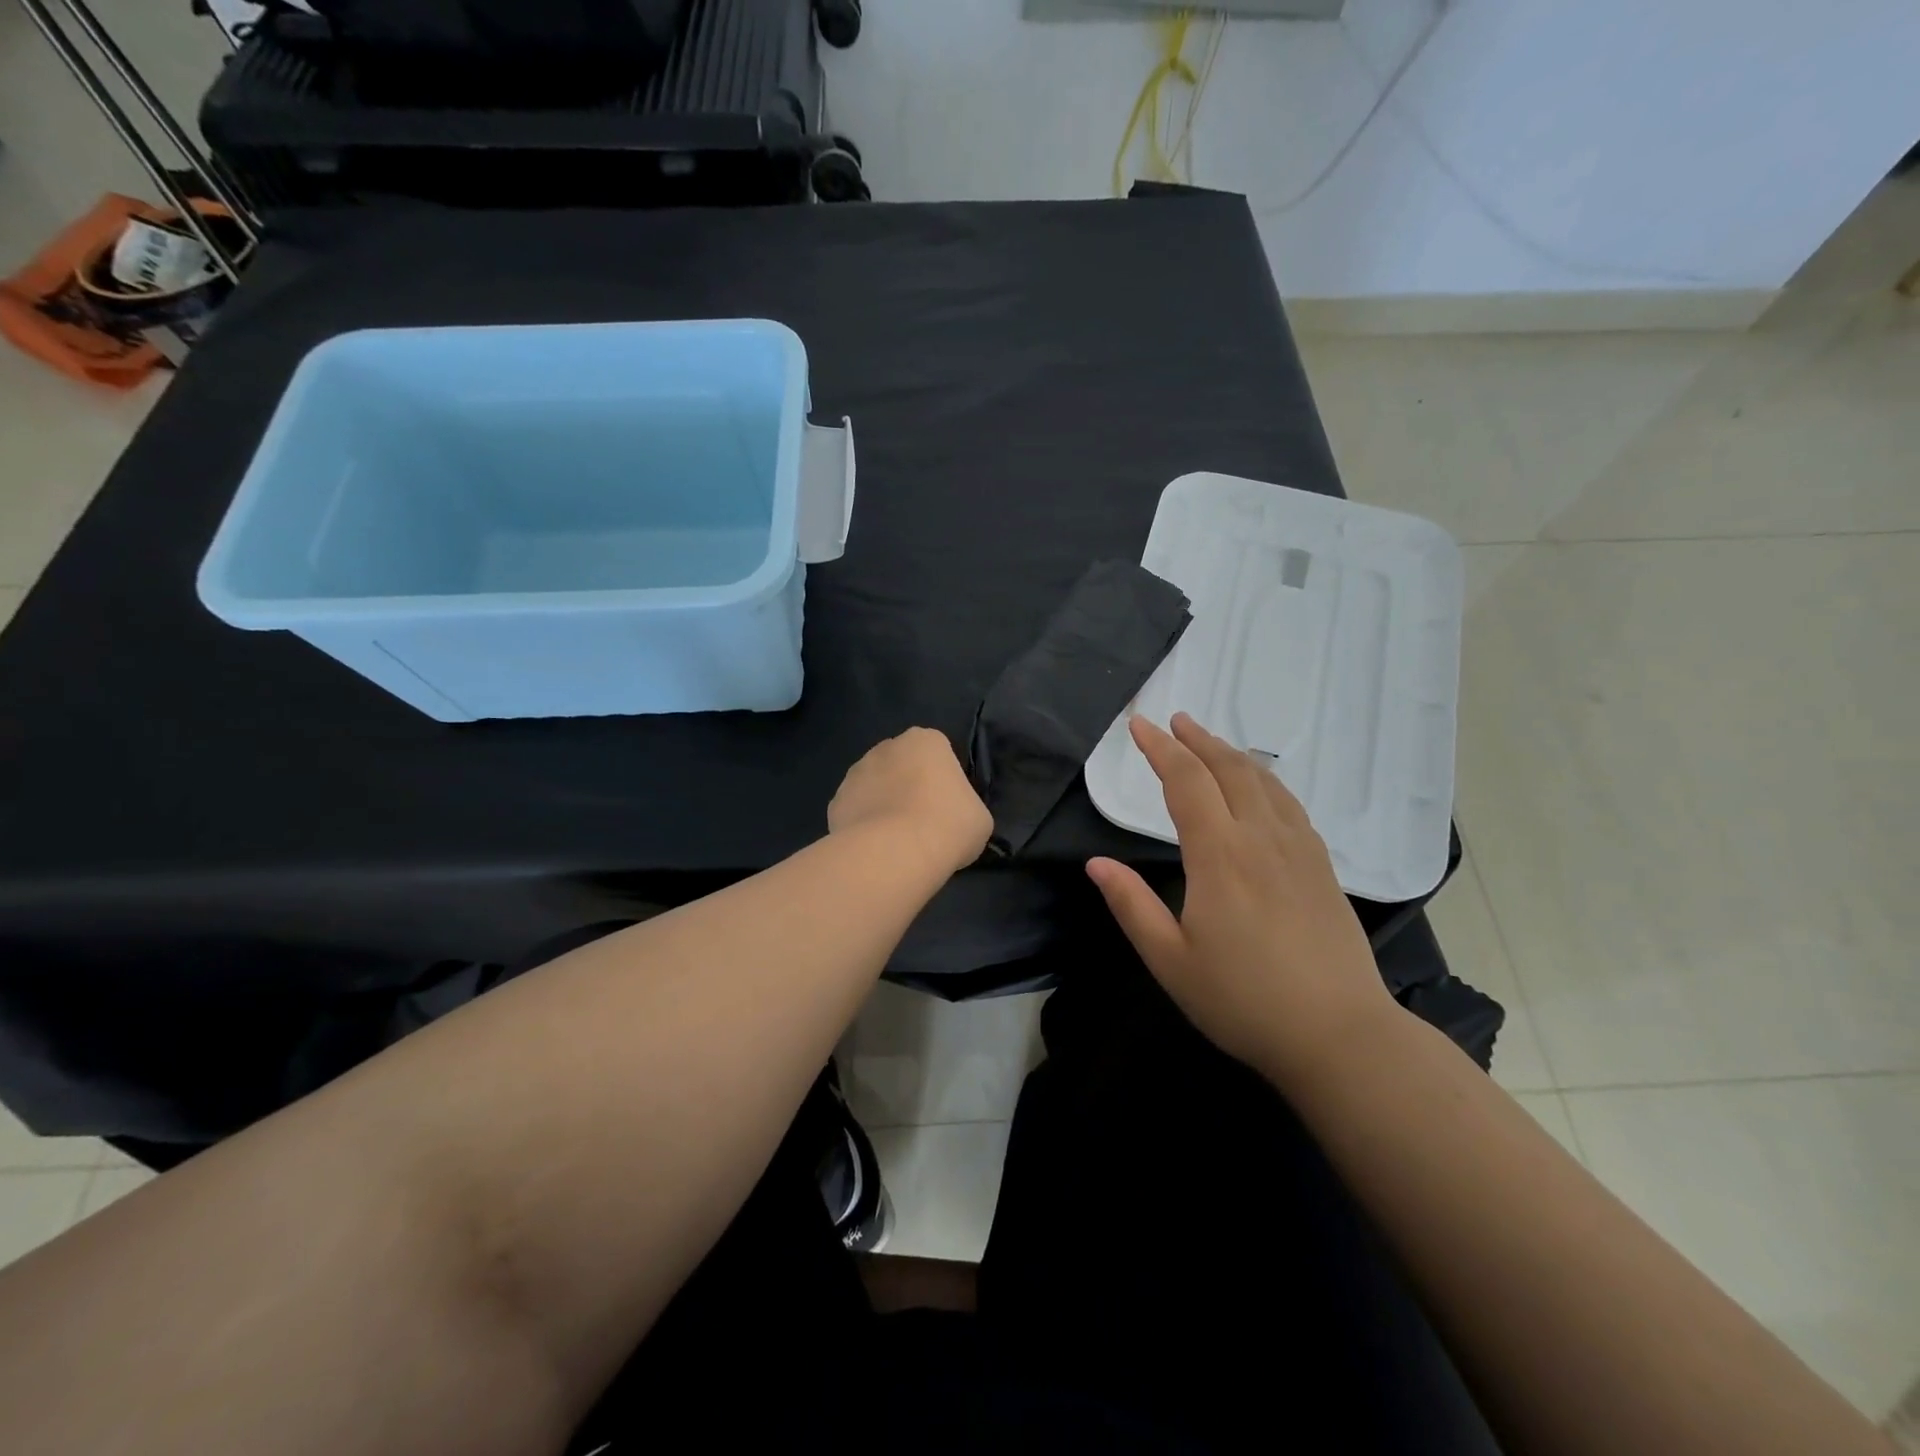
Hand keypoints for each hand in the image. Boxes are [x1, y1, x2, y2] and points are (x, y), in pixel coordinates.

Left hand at [829, 728, 993, 876]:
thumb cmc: (948, 826)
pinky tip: (874, 849)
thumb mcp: (978, 818)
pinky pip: (855, 811)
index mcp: (926, 740)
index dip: (944, 781)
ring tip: (896, 840)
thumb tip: (952, 818)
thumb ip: (965, 806)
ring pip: (874, 786)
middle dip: (908, 786)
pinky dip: (862, 826)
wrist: (894, 853)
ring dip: (883, 804)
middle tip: (922, 822)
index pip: (938, 753)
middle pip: (902, 764)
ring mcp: (856, 773)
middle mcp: (887, 747)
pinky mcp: (835, 802)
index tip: (948, 807)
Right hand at [1086, 714, 1398, 1082]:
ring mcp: (1299, 850)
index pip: (1186, 782)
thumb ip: (1131, 905)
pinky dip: (1266, 781)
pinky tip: (1261, 788)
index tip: (1140, 725)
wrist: (1340, 1035)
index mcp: (1220, 855)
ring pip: (1264, 782)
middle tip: (1173, 720)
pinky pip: (1291, 805)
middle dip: (1197, 739)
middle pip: (1229, 769)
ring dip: (1232, 754)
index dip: (1160, 749)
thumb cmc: (1243, 1001)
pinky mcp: (1324, 868)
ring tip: (1209, 742)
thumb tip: (1096, 863)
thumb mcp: (1170, 961)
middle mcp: (1262, 838)